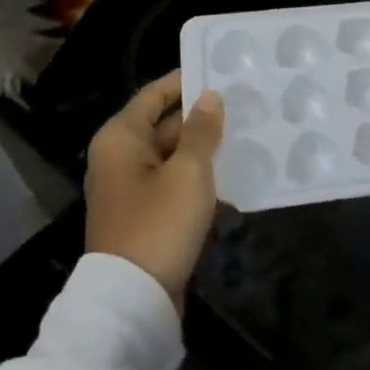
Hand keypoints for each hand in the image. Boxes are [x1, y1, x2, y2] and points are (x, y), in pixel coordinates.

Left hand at [84, 71, 224, 307]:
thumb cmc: (159, 222)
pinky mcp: (146, 214)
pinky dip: (200, 175)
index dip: (186, 81)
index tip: (222, 71)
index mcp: (121, 138)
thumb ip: (201, 130)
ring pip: (174, 155)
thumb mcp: (188, 171)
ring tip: (249, 133)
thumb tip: (210, 97)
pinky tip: (235, 173)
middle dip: (203, 116)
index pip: (155, 94)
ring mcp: (132, 188)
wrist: (133, 297)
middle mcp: (120, 158)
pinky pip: (175, 182)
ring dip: (206, 147)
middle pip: (164, 124)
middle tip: (247, 104)